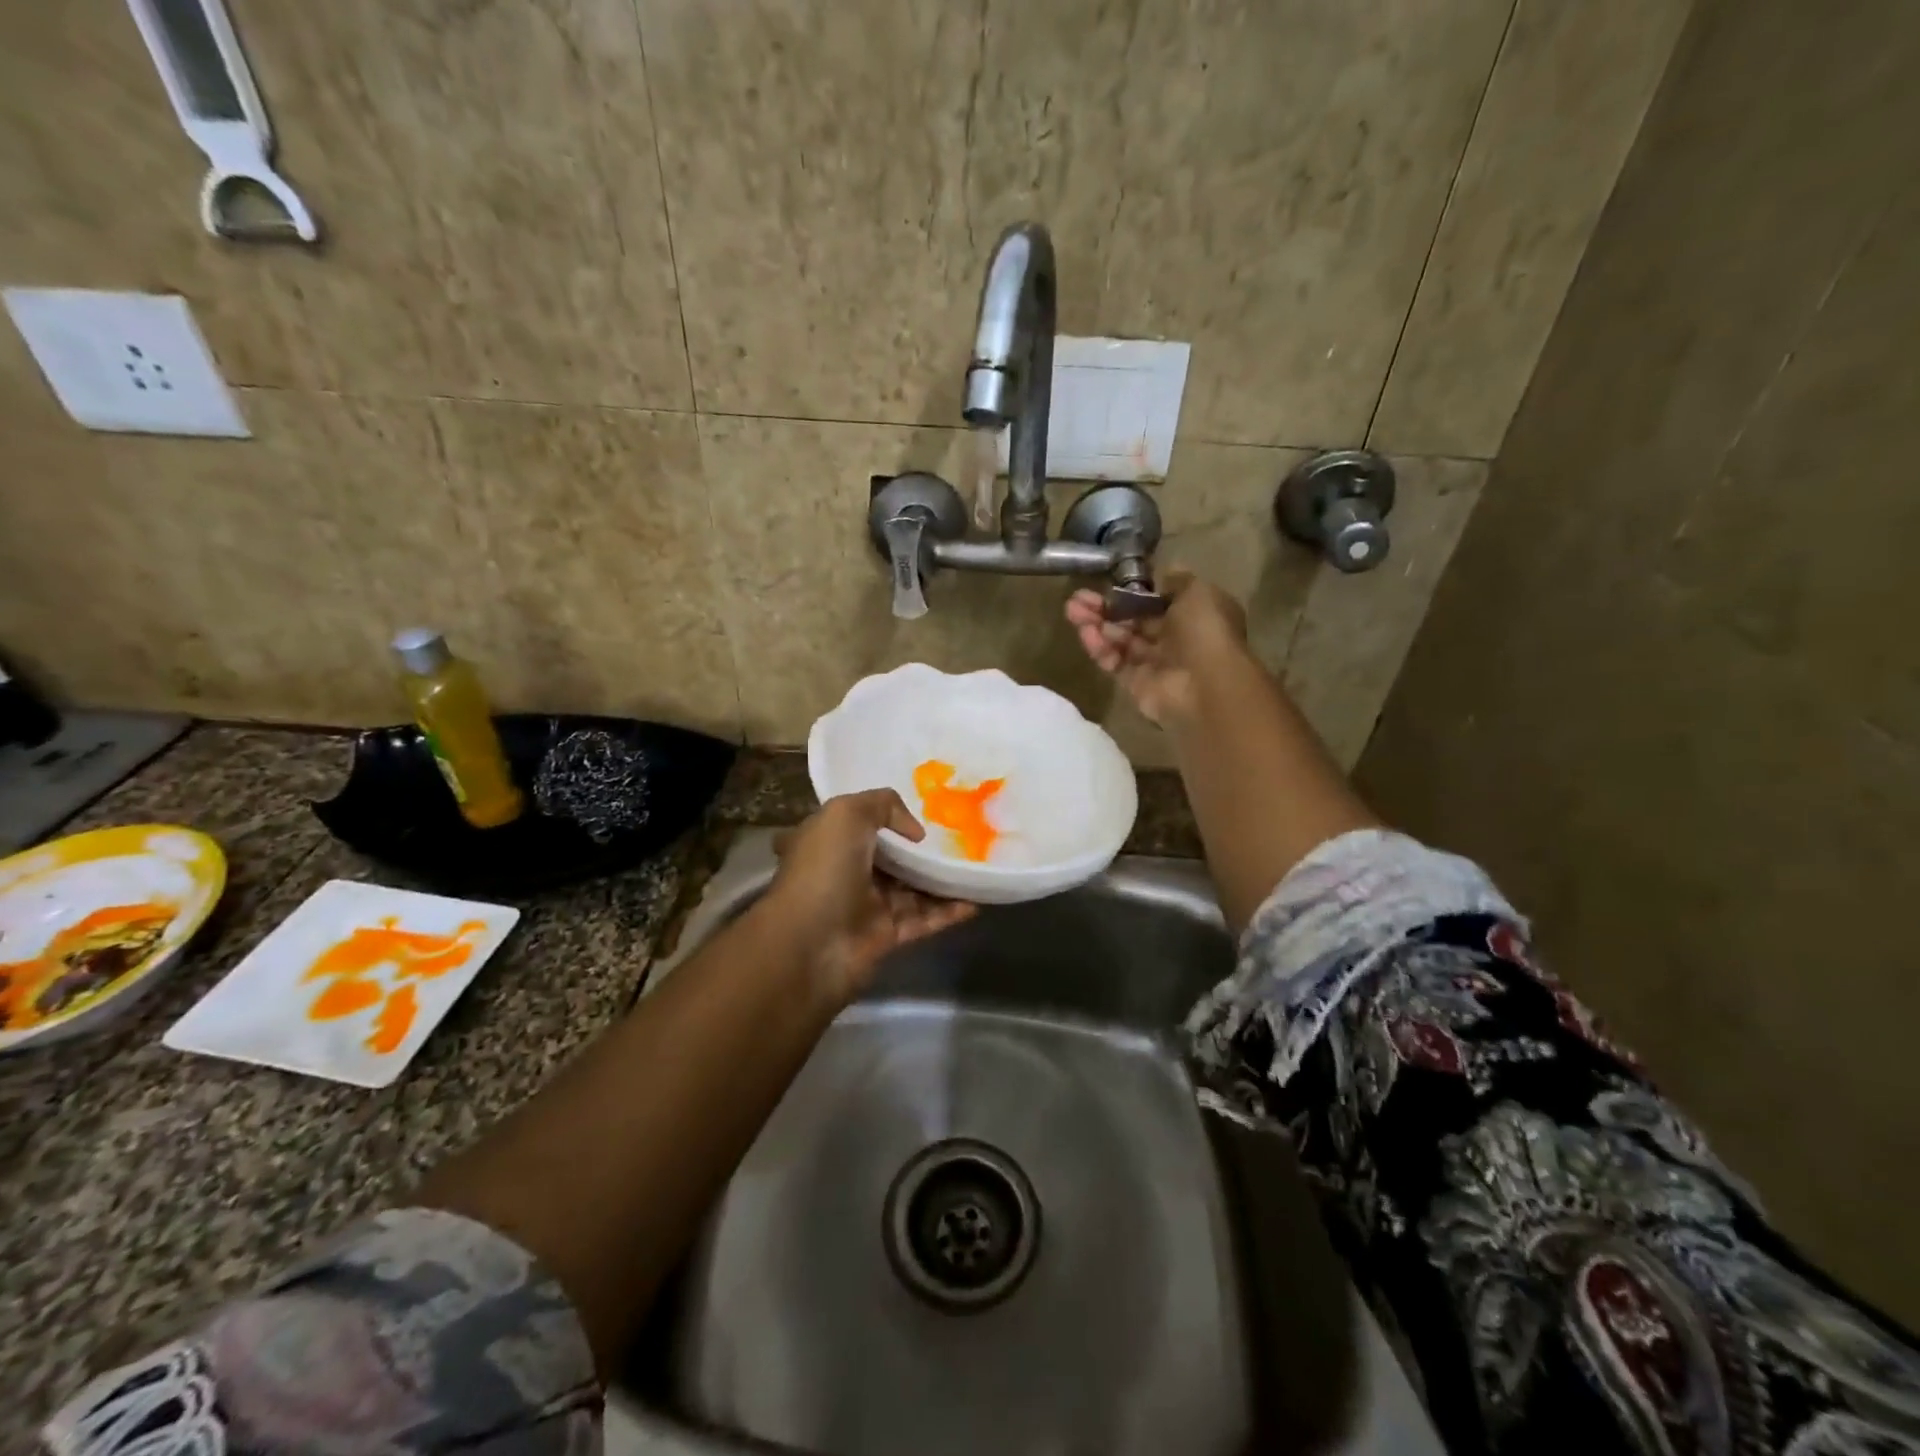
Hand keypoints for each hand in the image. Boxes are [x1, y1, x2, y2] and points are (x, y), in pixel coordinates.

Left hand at [763, 789, 975, 1003]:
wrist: (810, 945)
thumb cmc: (824, 870)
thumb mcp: (846, 814)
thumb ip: (883, 804)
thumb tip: (914, 831)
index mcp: (829, 841)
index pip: (861, 823)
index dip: (889, 816)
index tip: (927, 810)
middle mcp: (846, 872)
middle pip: (892, 857)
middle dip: (922, 848)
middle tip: (961, 837)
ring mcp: (866, 906)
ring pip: (912, 889)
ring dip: (941, 879)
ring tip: (975, 866)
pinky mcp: (885, 937)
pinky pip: (922, 919)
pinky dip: (947, 911)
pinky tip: (974, 900)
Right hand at [1065, 569, 1248, 724]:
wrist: (1206, 688)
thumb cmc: (1205, 632)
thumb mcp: (1197, 592)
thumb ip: (1174, 579)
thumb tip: (1157, 573)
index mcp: (1194, 613)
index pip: (1155, 599)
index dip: (1131, 590)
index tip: (1108, 582)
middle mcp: (1174, 637)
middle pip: (1133, 618)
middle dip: (1105, 606)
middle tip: (1077, 597)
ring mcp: (1154, 662)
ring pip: (1119, 638)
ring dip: (1096, 623)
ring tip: (1071, 611)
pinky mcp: (1135, 683)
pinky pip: (1114, 662)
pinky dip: (1099, 647)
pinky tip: (1085, 633)